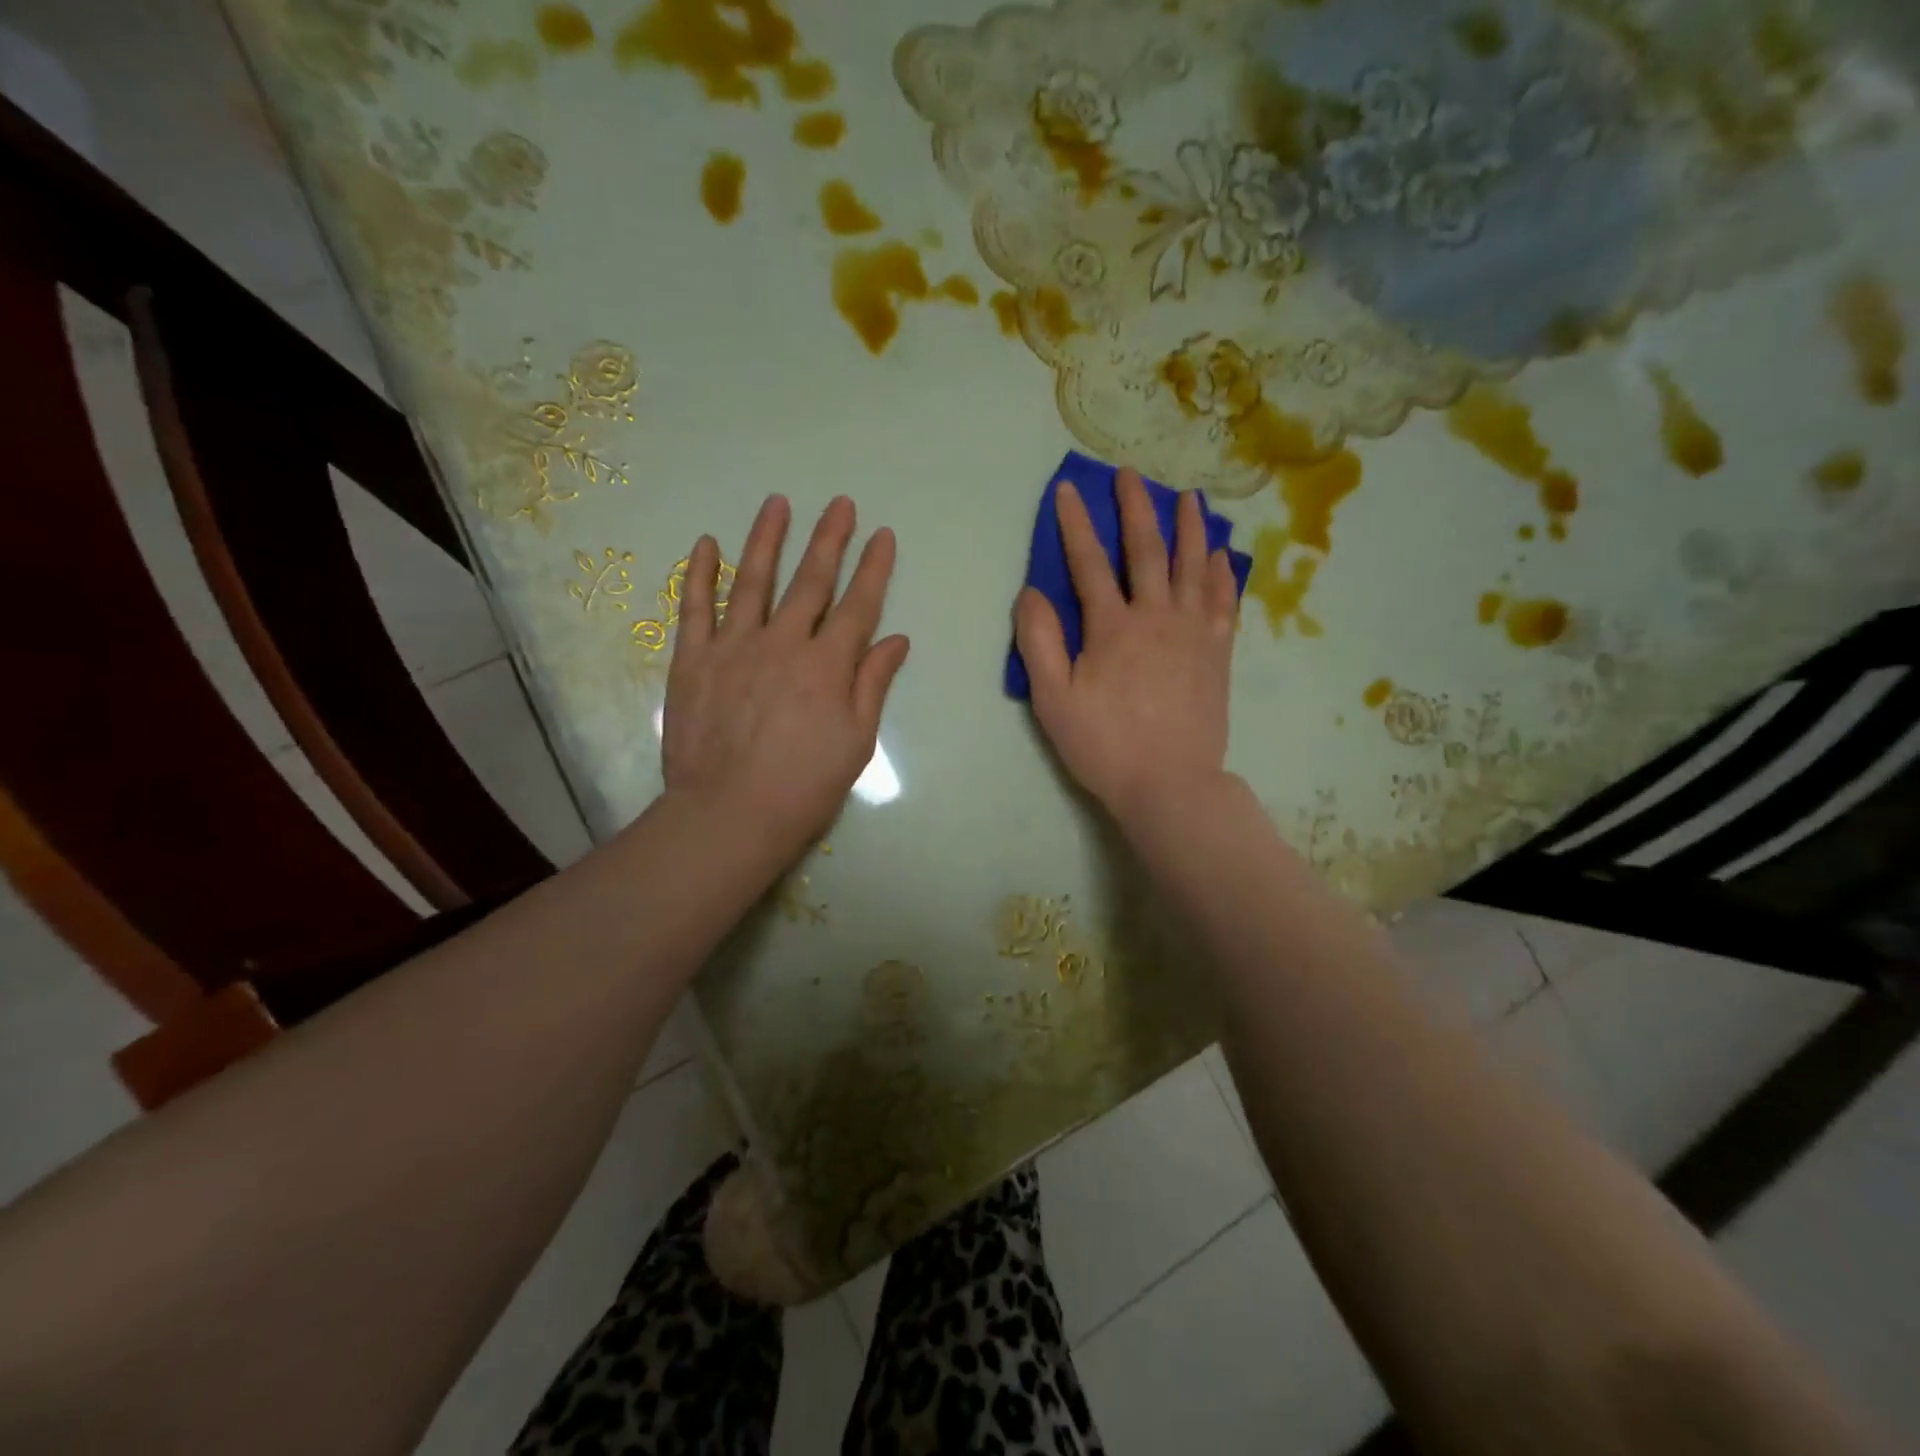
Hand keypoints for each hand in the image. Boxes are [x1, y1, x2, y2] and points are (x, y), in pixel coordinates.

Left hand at [663, 495, 909, 855]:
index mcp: (827, 665)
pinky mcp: (692, 660)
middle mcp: (782, 642)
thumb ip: (872, 685)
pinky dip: (700, 574)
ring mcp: (733, 646)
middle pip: (810, 581)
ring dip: (767, 539)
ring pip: (752, 580)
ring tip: (777, 503)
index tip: (883, 535)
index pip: (858, 605)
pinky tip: (707, 544)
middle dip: (829, 539)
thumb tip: (896, 640)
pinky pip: (695, 607)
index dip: (873, 568)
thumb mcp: (856, 742)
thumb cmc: (804, 786)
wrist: (729, 815)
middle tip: (840, 503)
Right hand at [1014, 468, 1239, 830]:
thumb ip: (1040, 642)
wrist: (1170, 784)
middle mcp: (1157, 617)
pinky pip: (1223, 600)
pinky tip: (1222, 555)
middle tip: (1131, 475)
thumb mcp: (1053, 700)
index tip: (1067, 489)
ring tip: (1189, 497)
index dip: (1075, 524)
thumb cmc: (1104, 745)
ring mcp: (1194, 632)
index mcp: (1112, 627)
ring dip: (1189, 527)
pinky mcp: (1218, 653)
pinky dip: (1222, 573)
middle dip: (1135, 508)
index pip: (1088, 563)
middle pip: (1147, 550)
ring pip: (1193, 566)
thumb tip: (1031, 592)